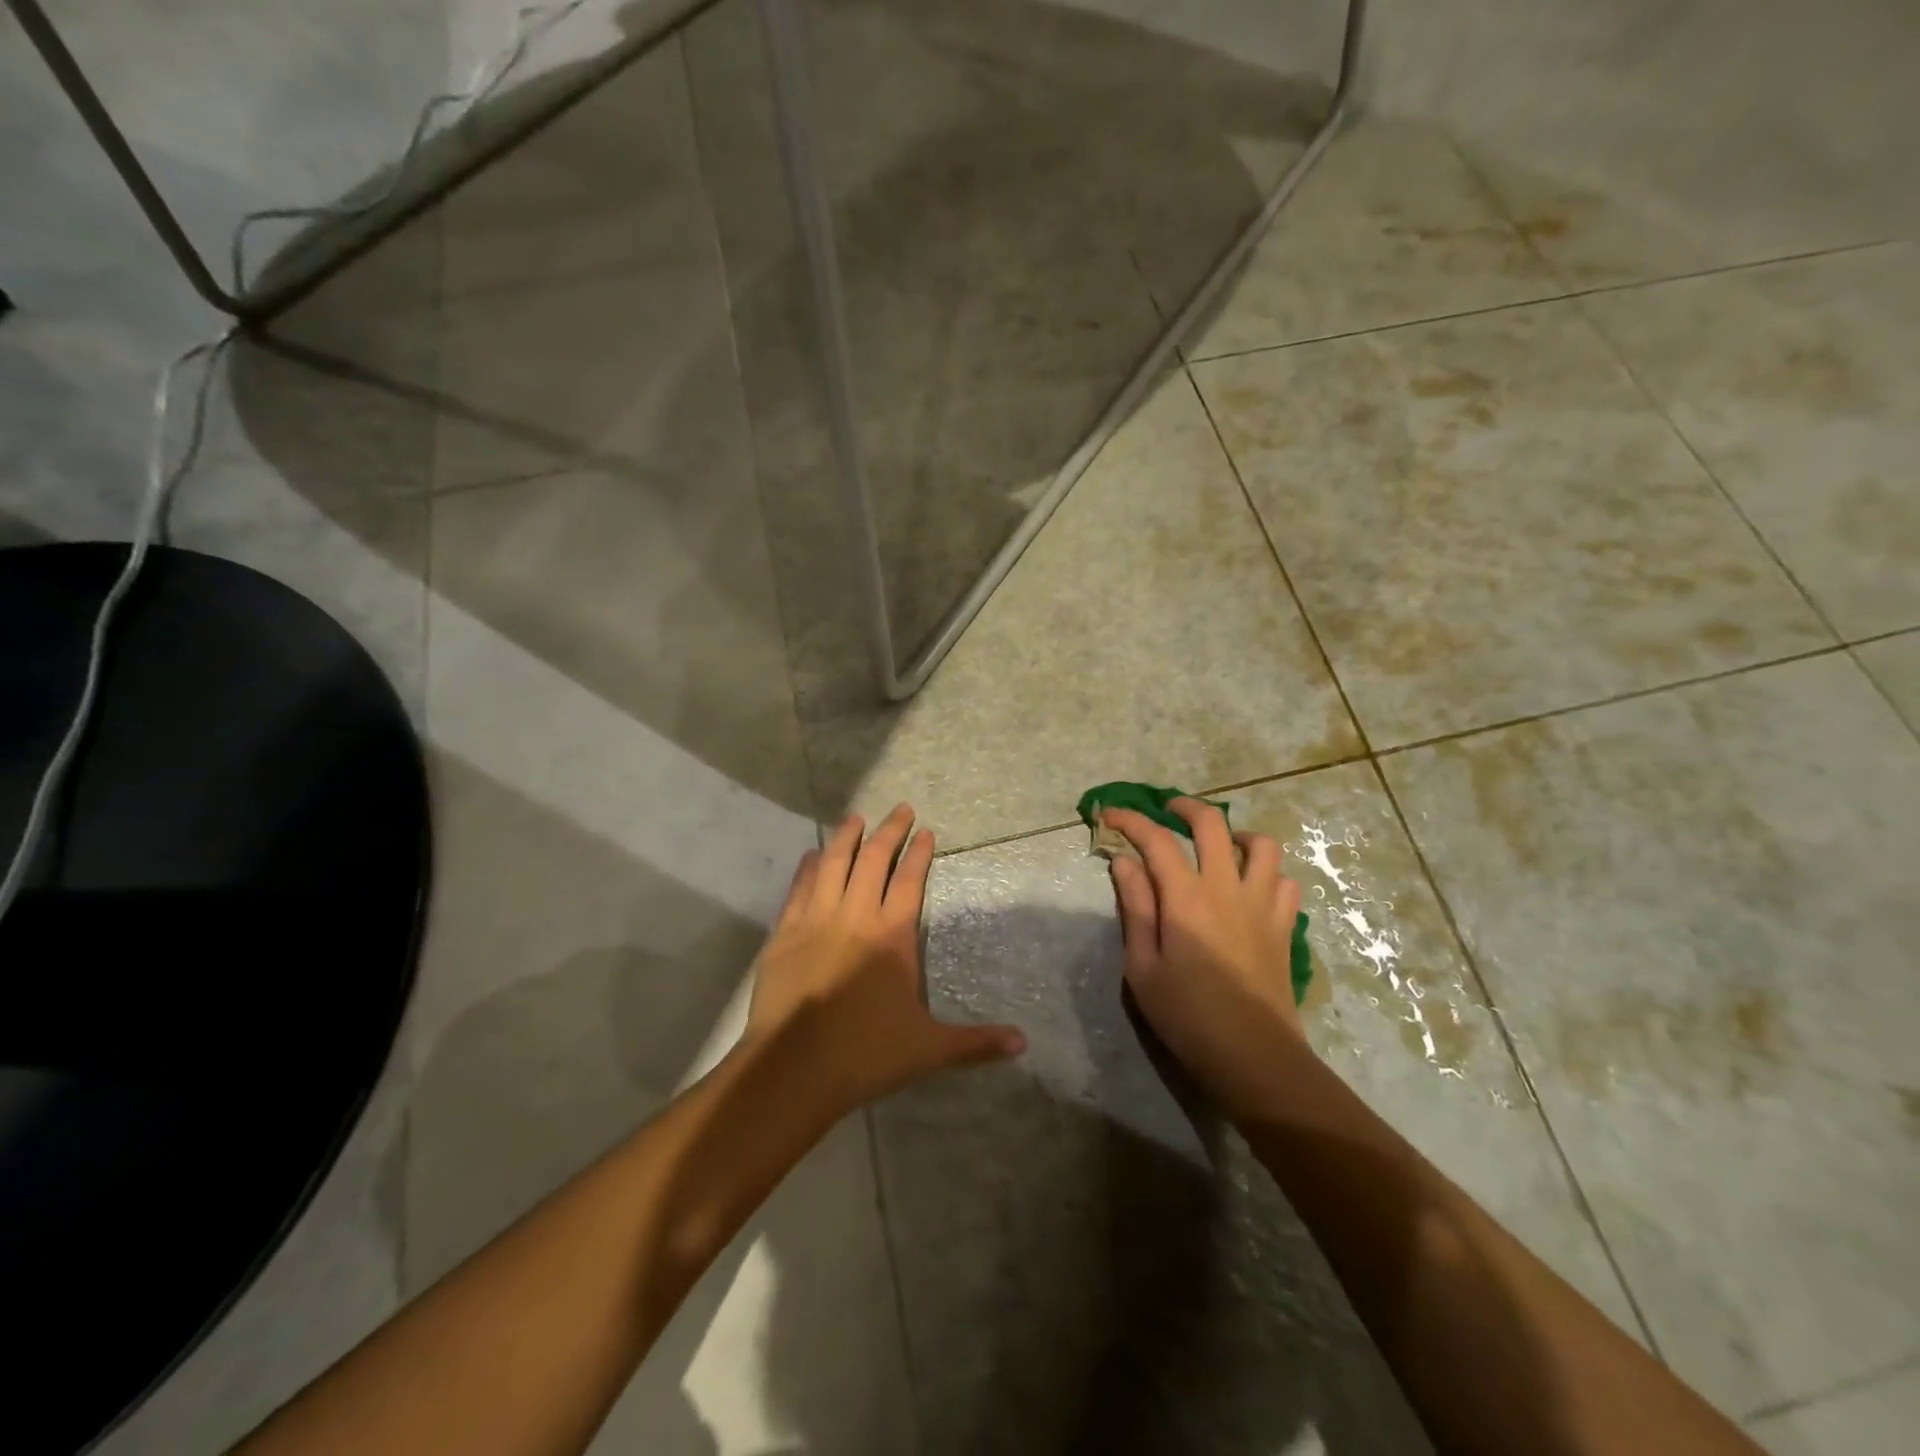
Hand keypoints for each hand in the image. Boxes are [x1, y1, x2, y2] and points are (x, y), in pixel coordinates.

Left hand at [744, 805, 1024, 1114]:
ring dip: (846, 837)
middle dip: (889, 831)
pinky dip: (809, 867)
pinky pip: (799, 888)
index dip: (919, 853)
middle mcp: (854, 916)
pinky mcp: (784, 933)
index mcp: (891, 936)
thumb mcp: (928, 1049)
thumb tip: (1024, 1043)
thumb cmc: (865, 1054)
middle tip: (899, 809)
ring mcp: (815, 920)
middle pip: (873, 860)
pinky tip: (813, 856)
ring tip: (855, 817)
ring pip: (833, 864)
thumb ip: (976, 1043)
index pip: (909, 880)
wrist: (793, 1069)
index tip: (926, 831)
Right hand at [1104, 798, 1307, 1116]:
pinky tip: (1250, 888)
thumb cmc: (1187, 1015)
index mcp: (1187, 898)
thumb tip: (1124, 861)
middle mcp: (1228, 889)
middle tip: (1167, 811)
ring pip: (1261, 845)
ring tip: (1218, 846)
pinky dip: (1266, 874)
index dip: (1130, 820)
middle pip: (1213, 824)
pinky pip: (1284, 882)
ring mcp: (1263, 905)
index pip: (1156, 840)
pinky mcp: (1284, 926)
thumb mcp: (1142, 966)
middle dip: (1185, 807)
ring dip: (1236, 835)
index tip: (1108, 814)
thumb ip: (1135, 907)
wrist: (1254, 1056)